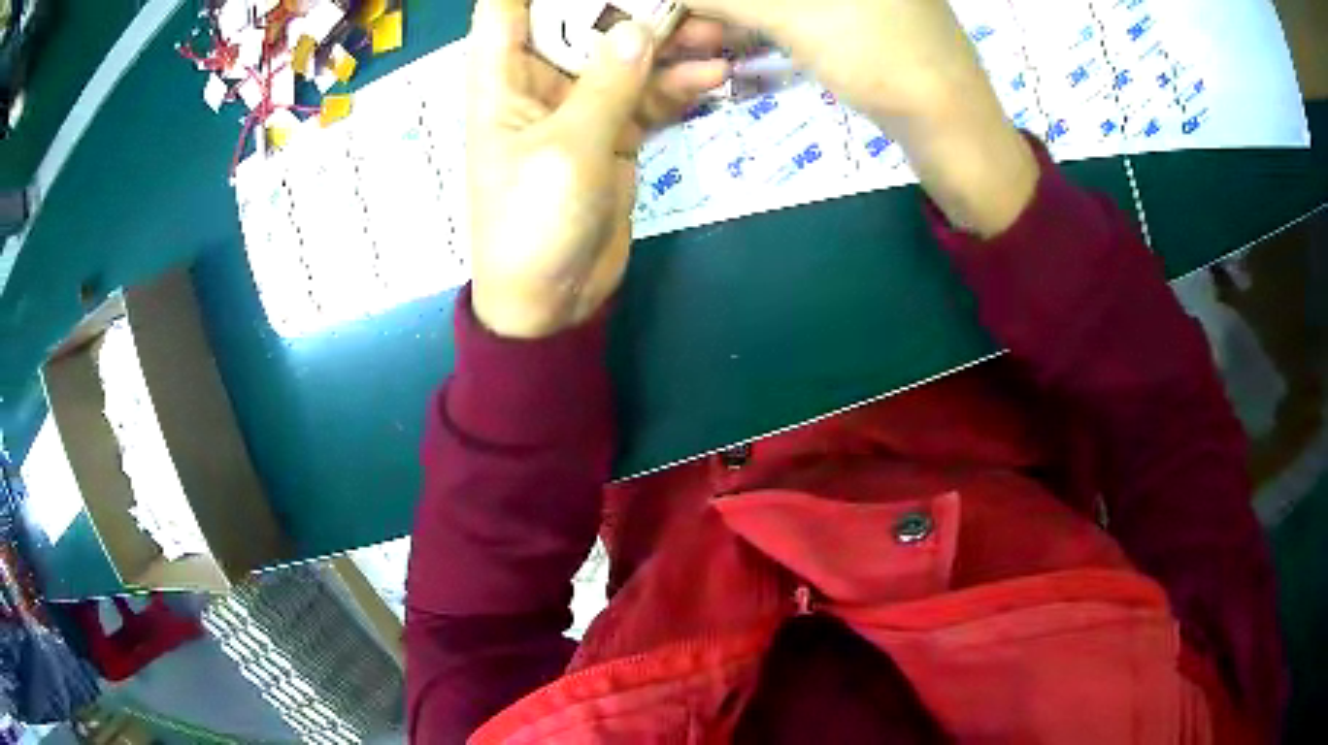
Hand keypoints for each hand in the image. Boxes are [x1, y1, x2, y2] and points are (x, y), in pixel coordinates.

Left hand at [466, 0, 729, 337]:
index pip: (507, 9)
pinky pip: (647, 95)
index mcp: (502, 78)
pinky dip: (677, 85)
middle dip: (627, 6)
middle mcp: (538, 82)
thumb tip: (639, 27)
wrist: (552, 299)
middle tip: (685, 2)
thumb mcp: (570, 148)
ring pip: (622, 55)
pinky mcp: (613, 132)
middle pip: (578, 22)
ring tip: (715, 33)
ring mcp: (580, 106)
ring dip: (667, 43)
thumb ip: (607, 83)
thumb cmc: (535, 223)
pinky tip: (713, 76)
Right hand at [688, 0, 1037, 235]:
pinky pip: (795, 11)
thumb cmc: (882, 60)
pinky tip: (726, 41)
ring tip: (690, 44)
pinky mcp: (858, 18)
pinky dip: (758, 24)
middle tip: (673, 32)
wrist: (956, 134)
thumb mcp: (792, 16)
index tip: (666, 11)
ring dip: (728, 14)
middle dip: (711, 3)